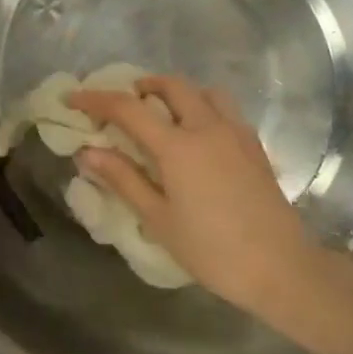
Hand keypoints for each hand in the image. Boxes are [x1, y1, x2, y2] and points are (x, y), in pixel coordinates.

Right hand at [65, 76, 331, 320]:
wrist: (280, 267)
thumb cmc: (212, 250)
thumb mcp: (158, 219)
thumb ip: (123, 179)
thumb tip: (86, 151)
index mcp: (178, 146)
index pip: (128, 108)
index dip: (95, 99)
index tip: (72, 98)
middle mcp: (208, 127)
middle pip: (172, 86)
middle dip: (142, 86)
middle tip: (122, 104)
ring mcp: (236, 133)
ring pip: (204, 91)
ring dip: (177, 92)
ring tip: (162, 114)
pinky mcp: (255, 146)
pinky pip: (225, 110)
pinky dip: (203, 107)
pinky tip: (197, 136)